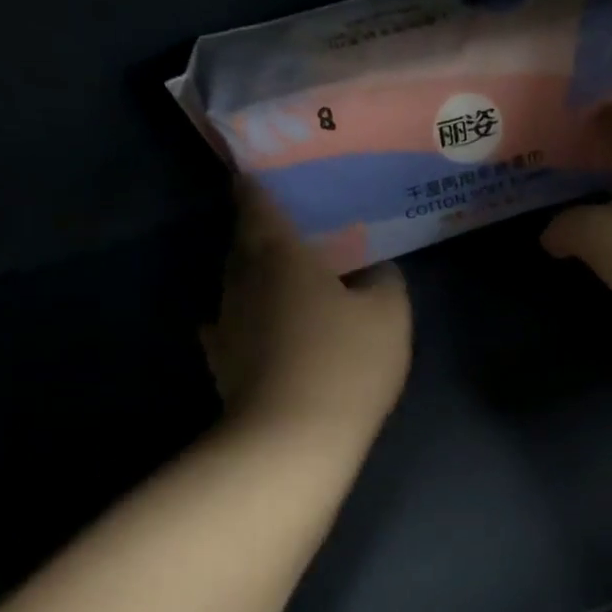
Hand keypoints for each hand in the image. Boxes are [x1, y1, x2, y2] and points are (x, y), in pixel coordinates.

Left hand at [202, 183, 411, 429]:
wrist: (293, 439)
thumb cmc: (346, 361)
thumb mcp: (389, 314)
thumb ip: (384, 280)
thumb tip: (375, 269)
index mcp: (280, 255)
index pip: (258, 203)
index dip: (260, 184)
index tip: (268, 173)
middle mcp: (242, 280)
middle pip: (244, 242)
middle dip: (263, 230)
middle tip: (296, 228)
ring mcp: (226, 322)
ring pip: (237, 283)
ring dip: (257, 275)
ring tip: (288, 276)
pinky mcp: (222, 362)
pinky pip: (233, 324)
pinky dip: (248, 318)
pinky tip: (263, 326)